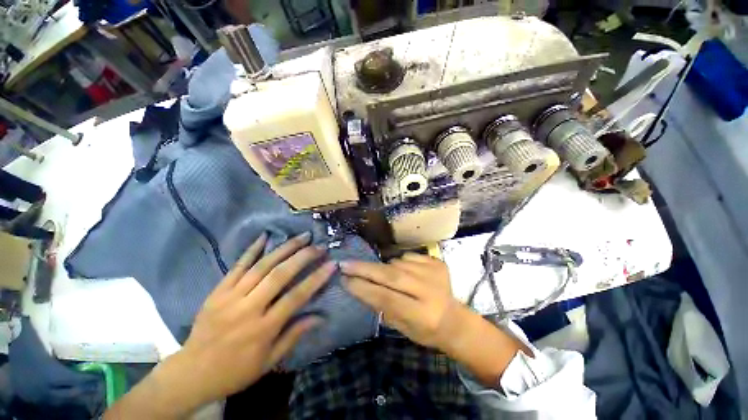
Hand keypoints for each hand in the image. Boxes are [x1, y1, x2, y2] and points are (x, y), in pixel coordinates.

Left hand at [180, 231, 333, 400]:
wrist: (191, 373)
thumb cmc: (235, 370)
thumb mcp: (269, 362)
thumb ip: (294, 336)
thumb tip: (320, 317)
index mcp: (263, 329)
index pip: (296, 297)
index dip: (316, 278)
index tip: (331, 264)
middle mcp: (248, 308)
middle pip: (279, 275)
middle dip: (303, 257)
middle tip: (318, 246)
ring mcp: (230, 297)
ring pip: (262, 266)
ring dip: (285, 248)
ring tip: (302, 237)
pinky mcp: (218, 291)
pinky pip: (237, 266)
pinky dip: (252, 249)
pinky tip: (265, 236)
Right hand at [341, 253, 530, 386]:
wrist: (455, 320)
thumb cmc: (426, 331)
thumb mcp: (402, 327)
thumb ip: (381, 306)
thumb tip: (359, 285)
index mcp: (422, 314)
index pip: (386, 298)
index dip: (363, 288)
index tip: (343, 279)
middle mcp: (430, 290)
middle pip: (391, 275)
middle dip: (365, 269)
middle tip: (345, 263)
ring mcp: (435, 272)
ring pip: (398, 263)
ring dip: (384, 268)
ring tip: (384, 276)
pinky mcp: (437, 262)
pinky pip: (408, 256)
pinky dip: (400, 262)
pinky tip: (403, 272)